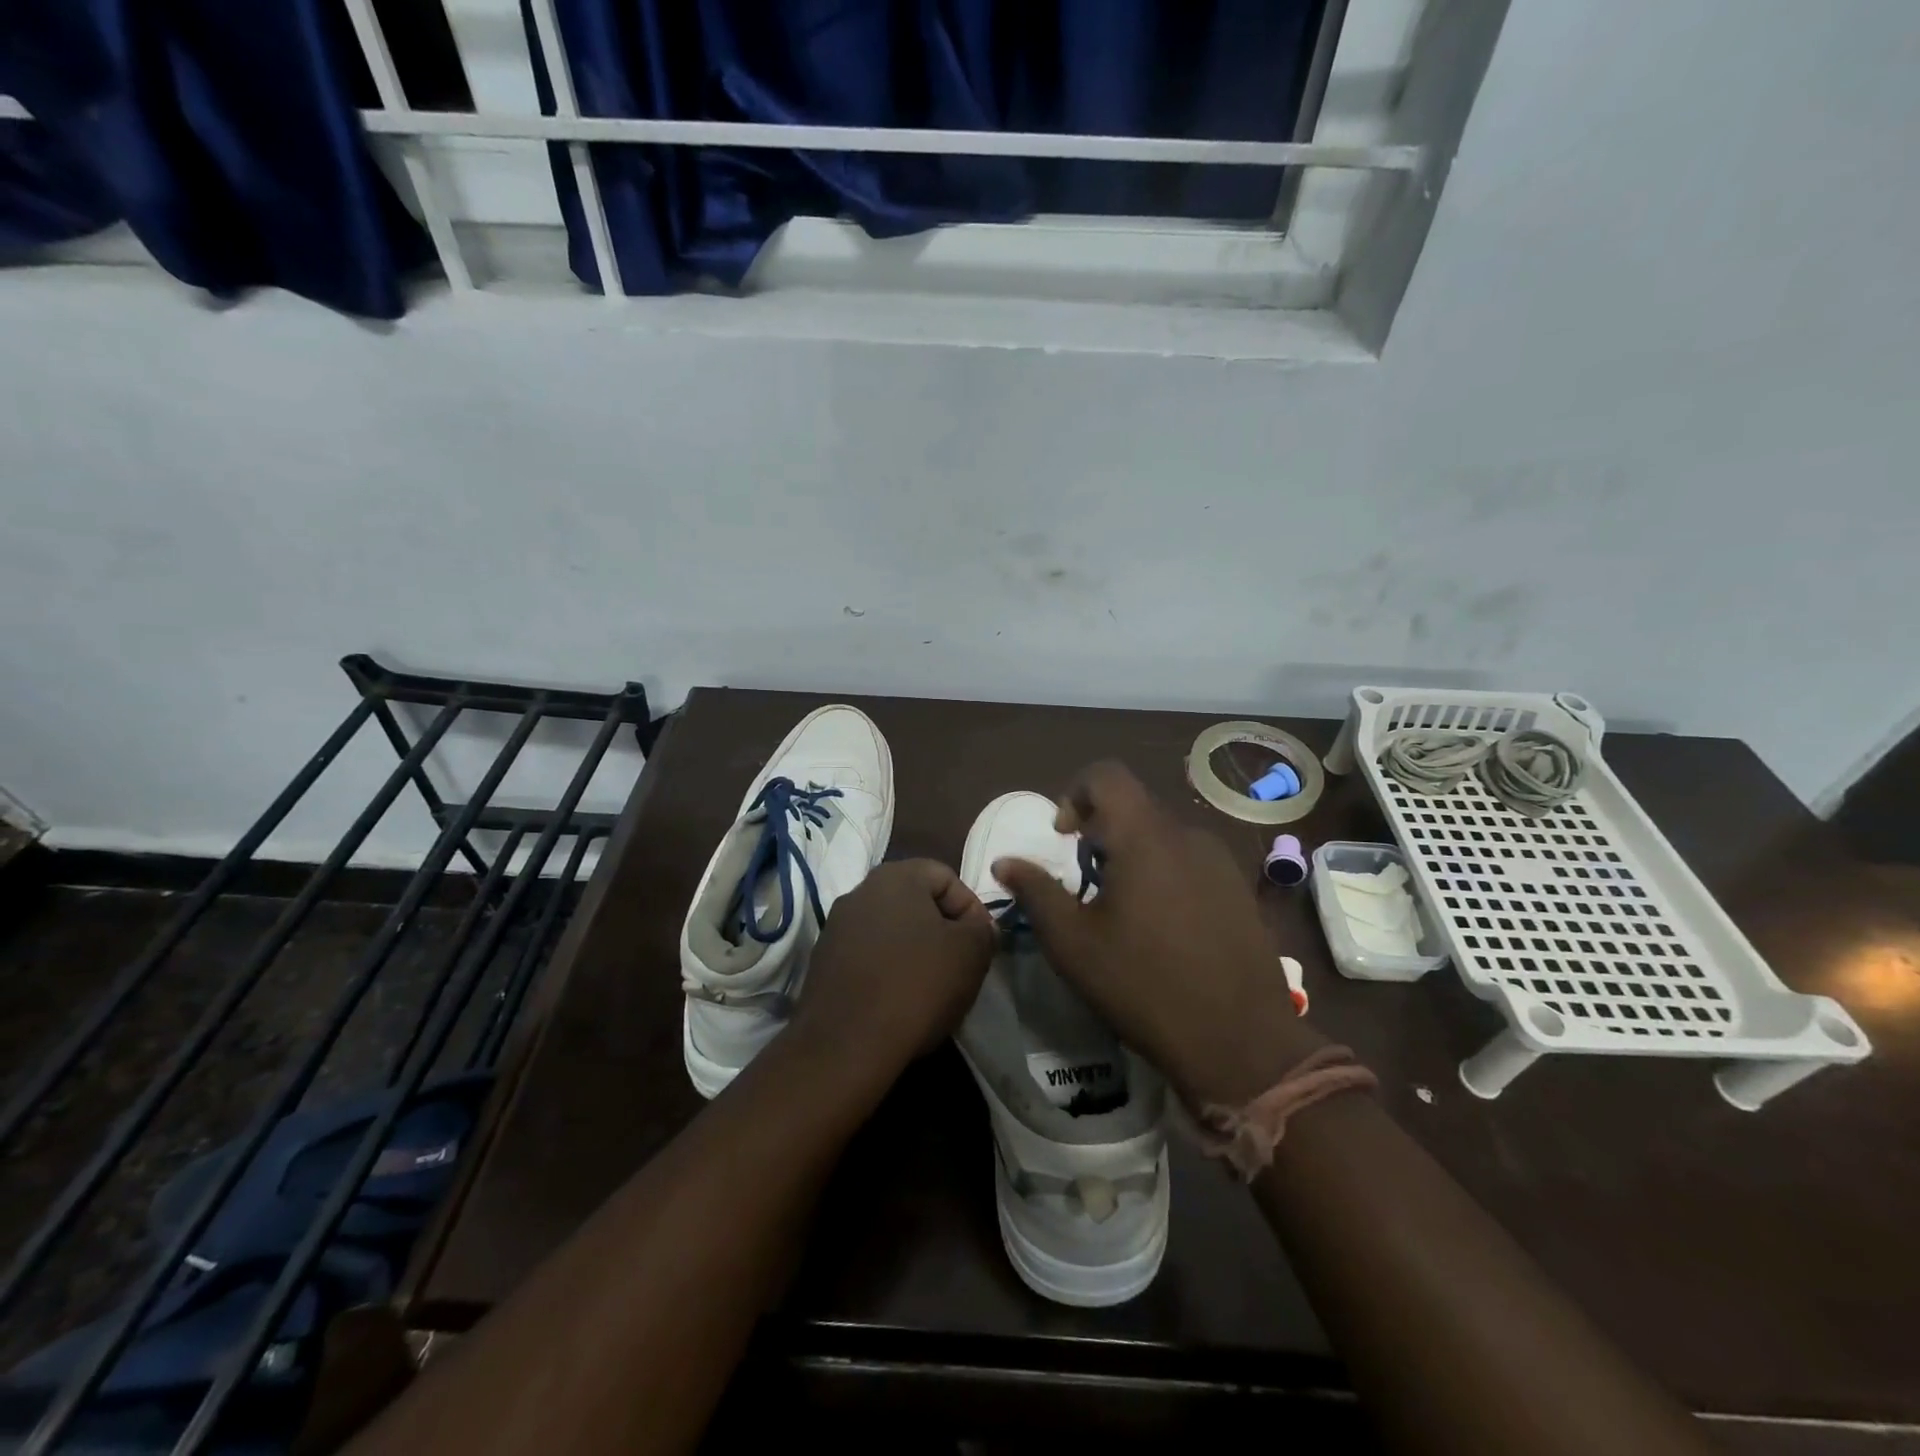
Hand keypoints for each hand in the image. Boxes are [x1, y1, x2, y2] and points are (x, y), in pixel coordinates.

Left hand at [792, 859, 995, 1082]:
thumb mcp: (970, 953)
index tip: (981, 944)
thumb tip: (978, 927)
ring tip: (932, 987)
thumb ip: (983, 929)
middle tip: (960, 965)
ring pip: (890, 930)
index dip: (971, 908)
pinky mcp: (822, 962)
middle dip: (943, 929)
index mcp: (895, 876)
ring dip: (914, 950)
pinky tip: (899, 1002)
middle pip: (915, 901)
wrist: (845, 1045)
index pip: (946, 876)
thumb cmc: (916, 985)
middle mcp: (859, 891)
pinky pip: (868, 956)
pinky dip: (888, 970)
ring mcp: (836, 927)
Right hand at [992, 761, 1321, 1107]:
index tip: (1064, 838)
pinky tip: (1162, 928)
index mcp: (1145, 836)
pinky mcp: (1240, 889)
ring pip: (1162, 836)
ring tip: (1122, 911)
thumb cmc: (1142, 985)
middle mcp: (1187, 835)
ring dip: (1133, 855)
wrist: (1239, 1041)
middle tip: (1086, 884)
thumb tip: (1005, 862)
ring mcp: (1221, 861)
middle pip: (1134, 807)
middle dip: (1101, 833)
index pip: (1106, 775)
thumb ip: (1036, 891)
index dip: (1075, 793)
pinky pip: (1190, 861)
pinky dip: (1164, 874)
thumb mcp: (1072, 942)